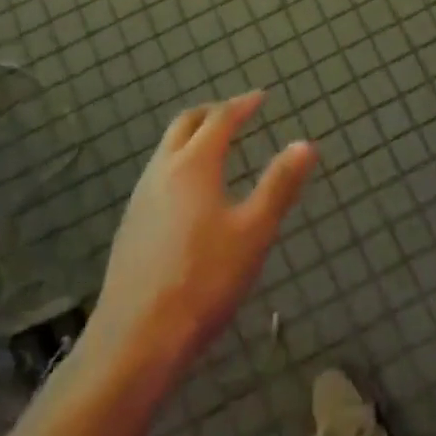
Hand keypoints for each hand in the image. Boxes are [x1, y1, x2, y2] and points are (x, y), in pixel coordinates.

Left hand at [87, 92, 316, 376]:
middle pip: (185, 124)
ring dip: (191, 137)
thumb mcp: (254, 232)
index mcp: (194, 165)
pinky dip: (178, 163)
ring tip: (215, 147)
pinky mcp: (130, 224)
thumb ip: (279, 185)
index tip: (260, 97)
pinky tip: (189, 193)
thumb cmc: (204, 280)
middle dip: (212, 113)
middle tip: (236, 114)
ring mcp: (140, 197)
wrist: (137, 337)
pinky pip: (157, 174)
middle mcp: (162, 170)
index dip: (242, 105)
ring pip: (166, 149)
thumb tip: (305, 144)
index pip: (220, 119)